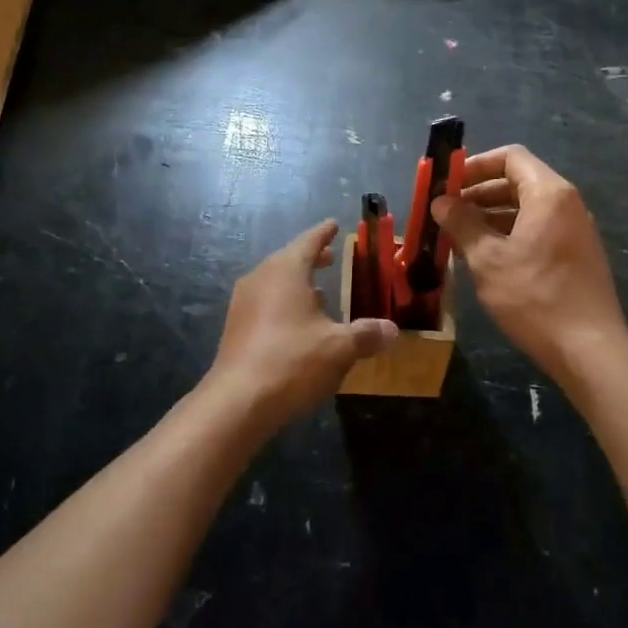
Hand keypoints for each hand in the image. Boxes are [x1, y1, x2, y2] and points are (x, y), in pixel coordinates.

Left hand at [207, 220, 398, 430]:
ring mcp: (243, 304)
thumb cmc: (292, 361)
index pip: (308, 241)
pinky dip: (283, 304)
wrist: (237, 402)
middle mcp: (260, 278)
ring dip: (296, 284)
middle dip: (311, 259)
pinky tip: (297, 325)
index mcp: (285, 270)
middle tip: (330, 257)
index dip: (323, 234)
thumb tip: (393, 330)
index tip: (333, 225)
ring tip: (319, 293)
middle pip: (289, 260)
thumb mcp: (339, 348)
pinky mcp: (235, 329)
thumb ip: (366, 335)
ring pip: (274, 283)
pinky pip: (264, 304)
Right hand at [432, 146, 627, 383]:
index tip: (448, 183)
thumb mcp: (488, 259)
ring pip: (526, 208)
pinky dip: (510, 233)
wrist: (590, 350)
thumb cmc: (535, 297)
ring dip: (491, 215)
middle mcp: (567, 203)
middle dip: (479, 192)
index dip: (476, 165)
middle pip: (518, 181)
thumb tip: (441, 202)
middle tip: (446, 212)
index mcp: (549, 194)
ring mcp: (575, 230)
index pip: (510, 157)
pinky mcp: (576, 254)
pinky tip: (485, 257)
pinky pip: (538, 229)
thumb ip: (462, 224)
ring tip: (458, 236)